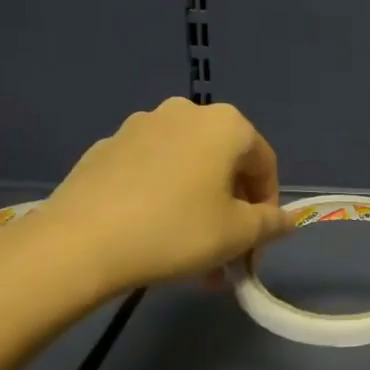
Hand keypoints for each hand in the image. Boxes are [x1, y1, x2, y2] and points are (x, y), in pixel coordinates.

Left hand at [17, 98, 288, 301]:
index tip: (258, 244)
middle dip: (231, 212)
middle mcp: (185, 113)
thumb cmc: (177, 230)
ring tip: (192, 256)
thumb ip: (272, 224)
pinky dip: (164, 199)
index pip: (264, 165)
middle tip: (227, 255)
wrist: (81, 242)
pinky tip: (153, 236)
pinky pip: (152, 173)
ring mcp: (140, 126)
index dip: (268, 207)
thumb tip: (288, 219)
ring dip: (199, 209)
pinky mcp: (106, 148)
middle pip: (224, 166)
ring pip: (187, 171)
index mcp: (226, 125)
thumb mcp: (238, 234)